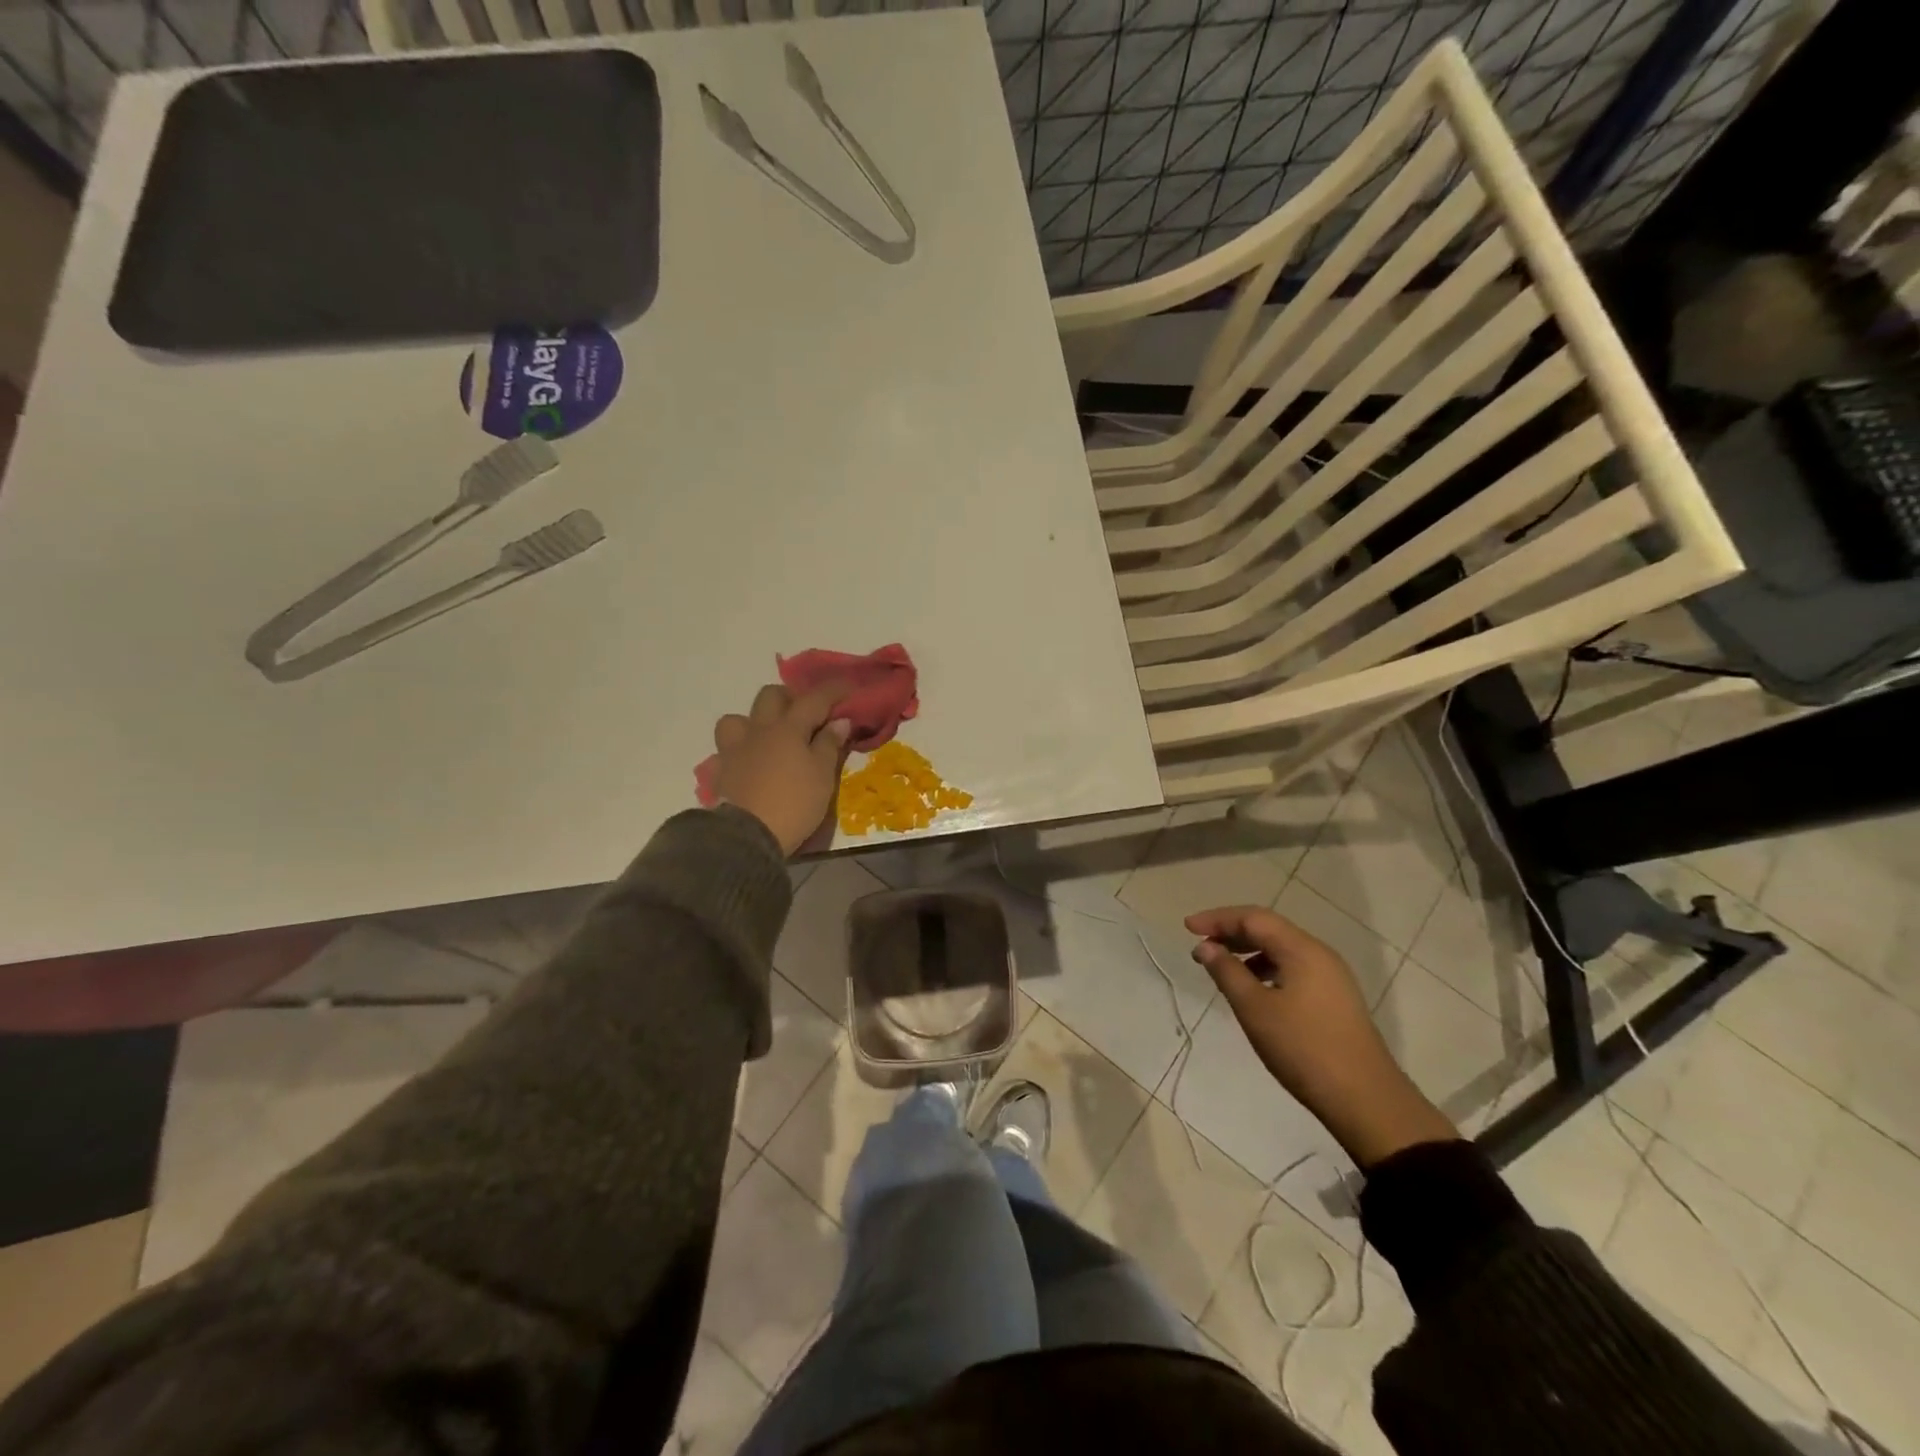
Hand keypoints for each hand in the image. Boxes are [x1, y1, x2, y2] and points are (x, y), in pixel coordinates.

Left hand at [709, 682, 852, 855]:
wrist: (748, 836)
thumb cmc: (794, 803)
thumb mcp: (823, 776)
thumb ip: (829, 744)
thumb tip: (839, 721)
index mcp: (788, 728)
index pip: (815, 699)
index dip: (834, 689)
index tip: (849, 686)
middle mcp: (759, 730)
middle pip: (771, 696)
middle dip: (791, 698)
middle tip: (807, 715)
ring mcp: (736, 748)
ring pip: (739, 718)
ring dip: (756, 721)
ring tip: (771, 737)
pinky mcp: (722, 770)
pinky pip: (729, 747)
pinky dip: (742, 748)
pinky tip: (752, 761)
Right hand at [1187, 905, 1455, 1167]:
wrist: (1365, 1100)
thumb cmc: (1303, 1048)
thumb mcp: (1255, 1009)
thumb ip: (1227, 972)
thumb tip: (1205, 946)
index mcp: (1302, 949)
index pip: (1253, 918)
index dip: (1217, 918)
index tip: (1187, 928)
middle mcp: (1319, 954)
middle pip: (1269, 929)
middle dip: (1231, 933)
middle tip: (1200, 946)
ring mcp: (1331, 977)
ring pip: (1282, 950)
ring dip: (1248, 952)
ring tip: (1221, 968)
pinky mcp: (1335, 998)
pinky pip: (1293, 968)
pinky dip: (1266, 969)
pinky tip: (1253, 990)